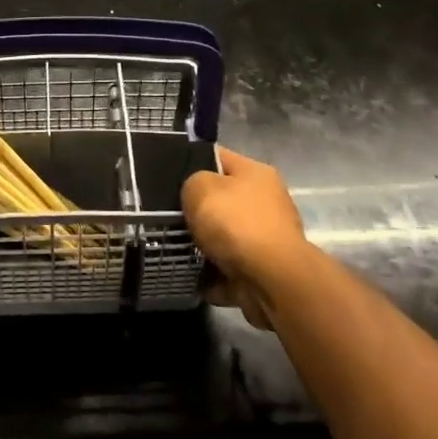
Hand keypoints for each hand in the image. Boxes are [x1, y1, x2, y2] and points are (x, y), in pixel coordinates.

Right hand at [182, 146, 311, 325]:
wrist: (271, 281)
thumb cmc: (236, 224)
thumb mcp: (200, 187)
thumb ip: (191, 182)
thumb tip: (195, 193)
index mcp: (255, 173)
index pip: (217, 157)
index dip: (190, 162)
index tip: (165, 176)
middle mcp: (265, 202)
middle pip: (220, 200)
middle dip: (195, 210)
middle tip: (165, 216)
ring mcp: (265, 239)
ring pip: (221, 237)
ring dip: (201, 246)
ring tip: (172, 247)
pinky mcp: (261, 272)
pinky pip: (226, 269)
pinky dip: (210, 275)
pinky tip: (189, 274)